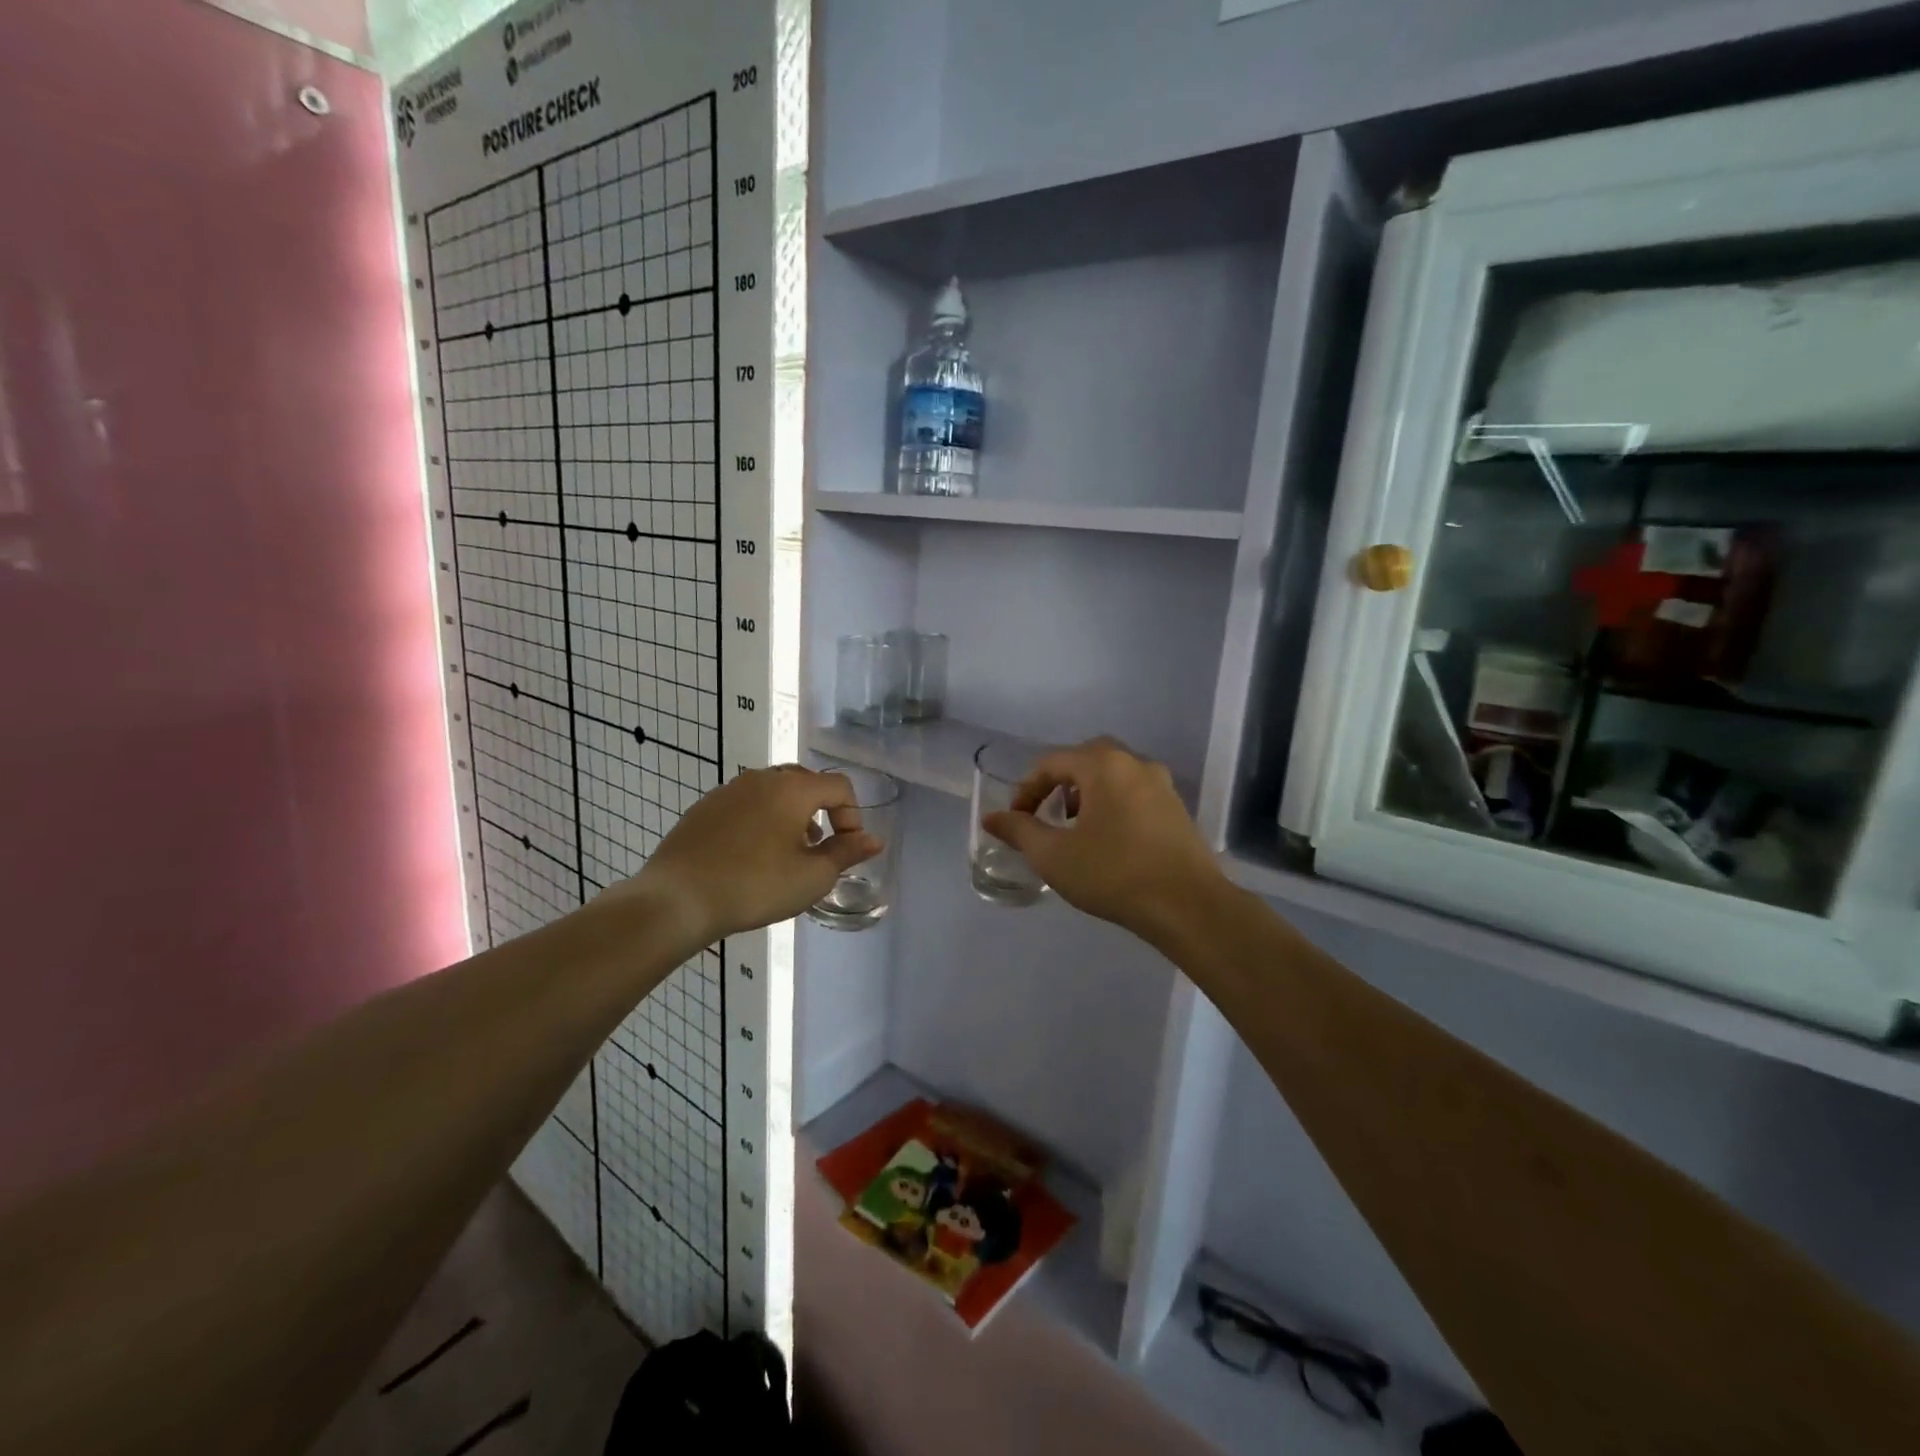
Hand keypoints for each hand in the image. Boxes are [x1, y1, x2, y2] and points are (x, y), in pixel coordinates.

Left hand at [608, 766, 881, 947]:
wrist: (677, 898)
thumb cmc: (755, 886)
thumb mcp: (812, 877)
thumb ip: (846, 853)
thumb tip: (873, 840)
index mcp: (793, 788)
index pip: (839, 786)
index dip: (852, 816)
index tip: (845, 850)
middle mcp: (762, 778)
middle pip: (806, 782)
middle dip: (821, 812)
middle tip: (818, 848)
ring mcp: (729, 790)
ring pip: (773, 792)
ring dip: (790, 816)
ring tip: (786, 854)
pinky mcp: (704, 808)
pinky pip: (745, 804)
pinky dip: (760, 820)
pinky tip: (749, 856)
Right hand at [980, 738, 1224, 944]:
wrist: (1188, 906)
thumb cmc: (1113, 874)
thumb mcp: (1054, 855)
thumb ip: (1019, 831)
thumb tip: (992, 818)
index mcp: (1104, 765)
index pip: (1052, 762)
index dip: (1026, 789)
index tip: (1015, 820)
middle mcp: (1135, 764)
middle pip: (1086, 760)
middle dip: (1059, 784)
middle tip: (1046, 814)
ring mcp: (1162, 785)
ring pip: (1113, 775)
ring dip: (1087, 793)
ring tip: (1074, 828)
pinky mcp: (1177, 809)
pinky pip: (1134, 793)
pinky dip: (1113, 804)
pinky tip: (1108, 839)